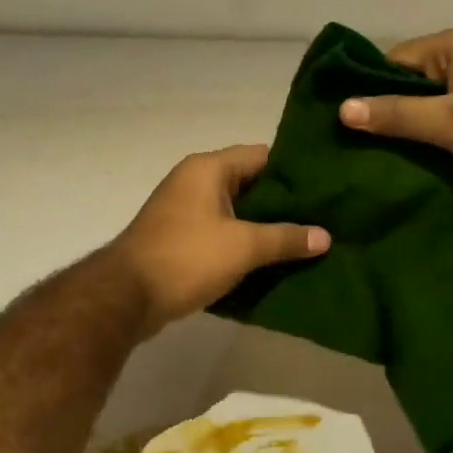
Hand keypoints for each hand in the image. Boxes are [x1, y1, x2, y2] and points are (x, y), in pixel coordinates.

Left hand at [111, 145, 329, 332]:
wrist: (126, 296)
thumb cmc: (187, 258)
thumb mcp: (243, 246)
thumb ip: (285, 238)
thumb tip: (325, 236)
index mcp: (208, 169)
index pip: (262, 156)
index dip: (295, 171)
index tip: (326, 188)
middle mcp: (194, 181)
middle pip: (249, 184)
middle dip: (283, 203)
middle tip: (323, 218)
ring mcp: (183, 210)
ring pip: (235, 212)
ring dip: (263, 227)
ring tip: (305, 241)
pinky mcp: (179, 238)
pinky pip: (220, 233)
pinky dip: (242, 244)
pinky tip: (271, 261)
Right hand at [338, 25, 452, 201]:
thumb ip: (398, 116)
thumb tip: (342, 108)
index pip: (394, 61)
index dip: (367, 91)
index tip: (341, 128)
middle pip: (416, 86)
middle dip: (391, 118)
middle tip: (357, 155)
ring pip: (439, 109)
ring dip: (420, 136)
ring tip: (385, 167)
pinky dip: (446, 144)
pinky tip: (426, 170)